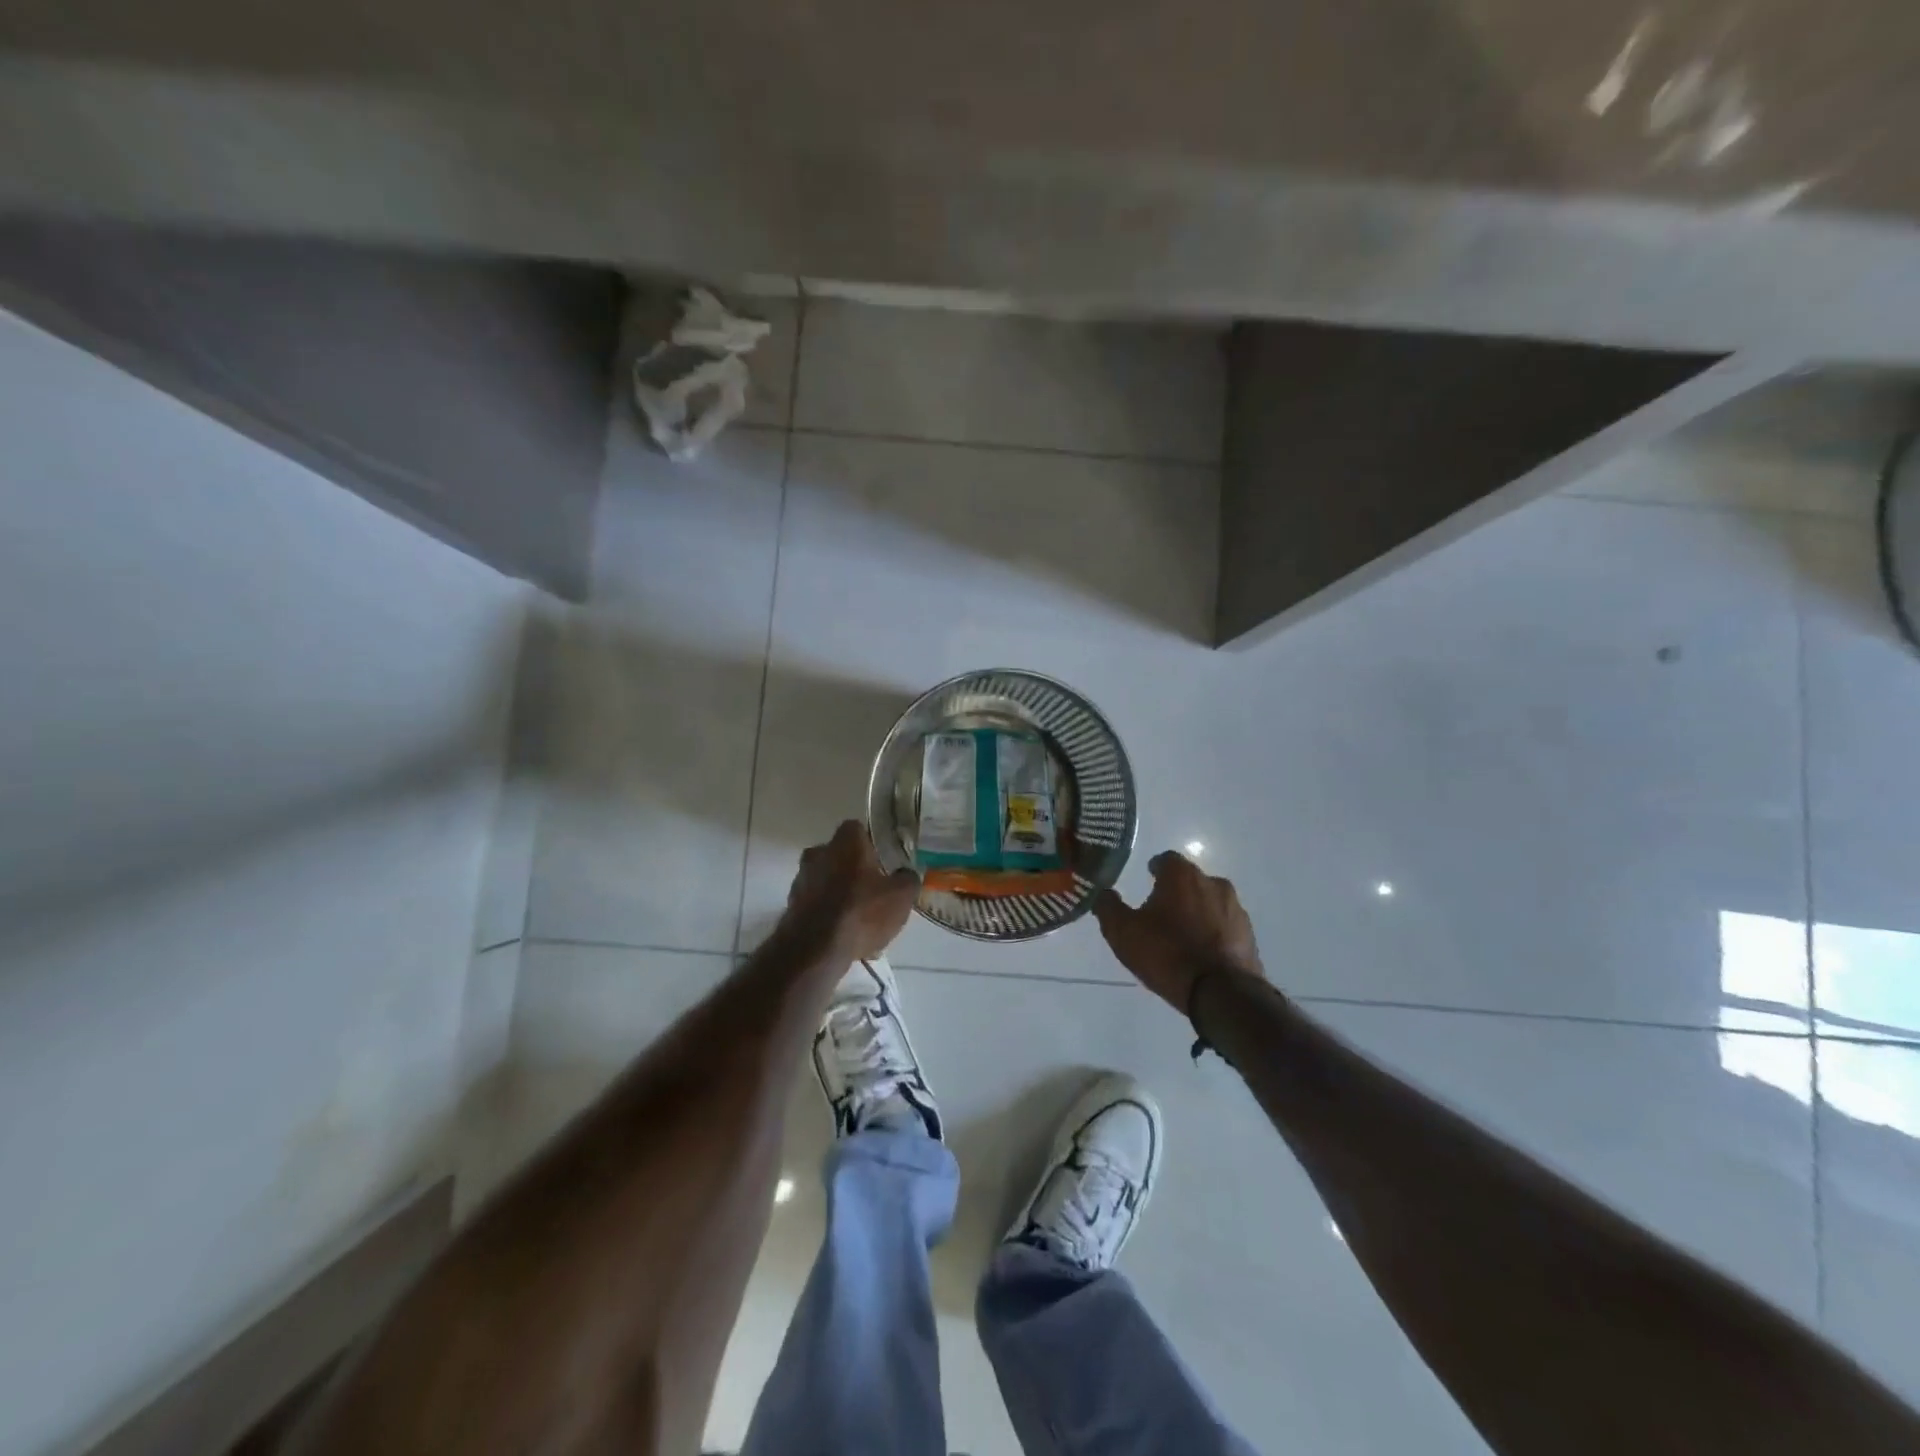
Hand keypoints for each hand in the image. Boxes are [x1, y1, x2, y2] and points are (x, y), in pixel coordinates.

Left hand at [784, 819, 920, 961]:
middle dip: (854, 867)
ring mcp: (801, 879)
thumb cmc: (861, 912)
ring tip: (859, 916)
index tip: (883, 858)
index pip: (857, 828)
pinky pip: (816, 902)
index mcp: (846, 842)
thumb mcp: (901, 897)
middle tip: (873, 887)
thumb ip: (907, 879)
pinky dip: (827, 912)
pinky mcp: (791, 905)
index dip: (871, 842)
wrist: (814, 950)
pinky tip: (842, 933)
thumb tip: (906, 874)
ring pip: (826, 878)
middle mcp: (819, 852)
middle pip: (839, 853)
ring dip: (839, 891)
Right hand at [1093, 851, 1264, 1013]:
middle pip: (1190, 881)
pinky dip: (1213, 932)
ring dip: (1197, 912)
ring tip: (1182, 936)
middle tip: (1161, 912)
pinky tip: (1202, 952)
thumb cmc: (1167, 954)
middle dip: (1176, 892)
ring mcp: (1236, 909)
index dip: (1155, 869)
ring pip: (1210, 902)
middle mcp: (1213, 883)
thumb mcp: (1123, 932)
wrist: (1221, 993)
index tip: (1148, 880)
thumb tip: (1103, 893)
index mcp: (1182, 876)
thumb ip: (1108, 907)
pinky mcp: (1249, 935)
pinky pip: (1225, 926)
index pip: (1166, 860)